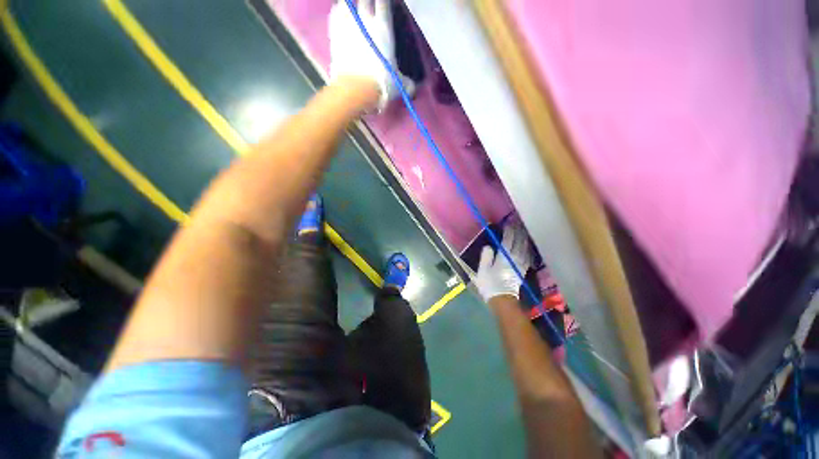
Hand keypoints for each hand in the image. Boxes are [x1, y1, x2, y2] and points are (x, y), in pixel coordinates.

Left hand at [328, 0, 412, 110]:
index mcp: (384, 28)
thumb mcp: (399, 84)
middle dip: (367, 0)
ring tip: (353, 6)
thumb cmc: (381, 83)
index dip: (384, 0)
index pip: (383, 3)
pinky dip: (338, 11)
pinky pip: (335, 14)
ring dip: (351, 4)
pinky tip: (340, 11)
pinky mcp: (334, 34)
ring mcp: (348, 26)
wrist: (356, 89)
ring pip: (347, 3)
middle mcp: (366, 21)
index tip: (384, 1)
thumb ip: (406, 82)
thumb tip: (412, 87)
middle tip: (369, 3)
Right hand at [475, 223, 532, 301]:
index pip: (508, 241)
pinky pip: (526, 256)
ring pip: (523, 248)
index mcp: (504, 257)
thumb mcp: (483, 270)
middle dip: (518, 232)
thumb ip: (486, 257)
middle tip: (517, 223)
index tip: (509, 223)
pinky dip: (527, 249)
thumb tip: (489, 246)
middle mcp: (514, 259)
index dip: (509, 231)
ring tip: (523, 231)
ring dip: (523, 239)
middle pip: (518, 243)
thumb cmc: (490, 284)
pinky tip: (526, 247)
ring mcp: (519, 265)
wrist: (502, 300)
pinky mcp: (522, 271)